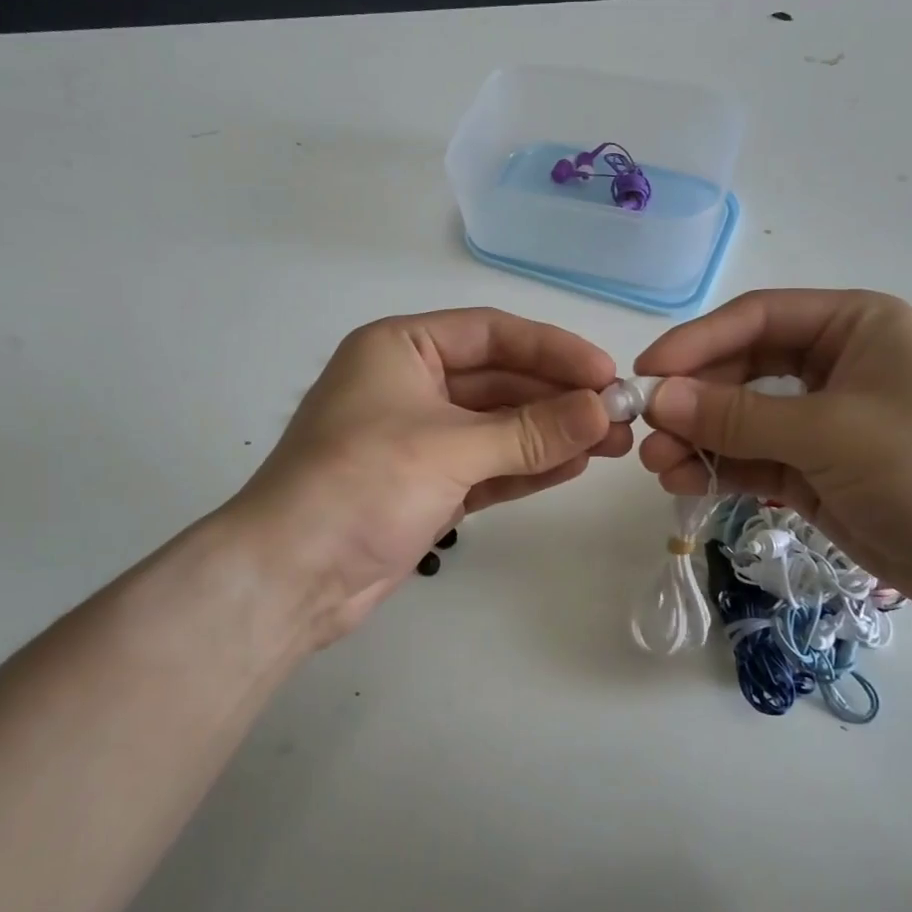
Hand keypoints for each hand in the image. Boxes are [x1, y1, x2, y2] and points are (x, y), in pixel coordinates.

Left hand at [227, 309, 630, 646]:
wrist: (290, 577)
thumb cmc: (360, 484)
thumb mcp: (449, 448)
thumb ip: (529, 430)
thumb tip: (603, 411)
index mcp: (401, 348)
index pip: (491, 334)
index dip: (552, 349)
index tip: (606, 373)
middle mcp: (410, 384)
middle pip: (499, 380)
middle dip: (558, 398)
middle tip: (620, 416)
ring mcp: (419, 438)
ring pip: (498, 426)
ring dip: (551, 433)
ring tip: (613, 444)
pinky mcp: (428, 485)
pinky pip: (488, 465)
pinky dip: (527, 466)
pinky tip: (574, 466)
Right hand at [634, 289, 911, 623]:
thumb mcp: (829, 432)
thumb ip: (738, 415)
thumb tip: (657, 398)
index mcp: (852, 326)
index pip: (756, 318)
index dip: (696, 342)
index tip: (645, 371)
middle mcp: (834, 365)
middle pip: (741, 368)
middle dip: (692, 398)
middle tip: (644, 429)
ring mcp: (822, 421)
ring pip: (741, 418)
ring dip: (697, 437)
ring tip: (657, 465)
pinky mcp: (813, 470)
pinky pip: (752, 458)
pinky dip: (717, 468)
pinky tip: (683, 481)